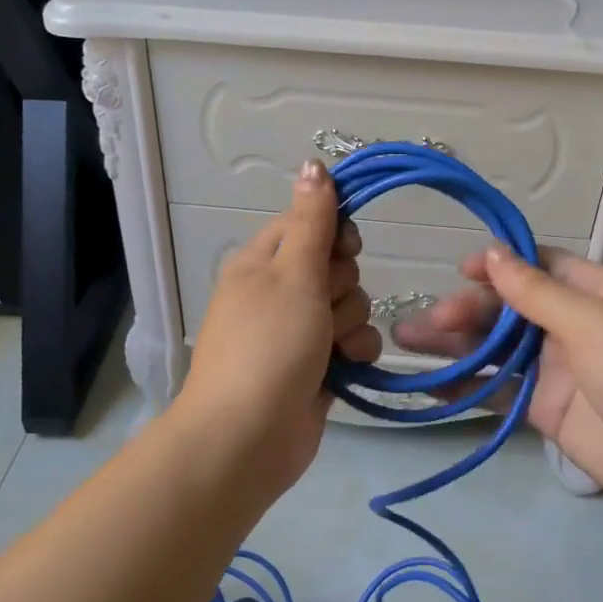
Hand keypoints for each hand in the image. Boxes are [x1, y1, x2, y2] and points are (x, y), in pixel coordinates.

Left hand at [174, 160, 380, 493]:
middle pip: (337, 264)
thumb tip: (313, 163)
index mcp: (263, 261)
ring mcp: (300, 330)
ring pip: (351, 303)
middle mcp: (280, 290)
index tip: (344, 249)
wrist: (248, 438)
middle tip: (322, 307)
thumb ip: (312, 220)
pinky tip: (345, 367)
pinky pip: (354, 341)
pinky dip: (355, 352)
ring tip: (330, 347)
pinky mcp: (318, 365)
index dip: (334, 232)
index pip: (310, 222)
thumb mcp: (292, 274)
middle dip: (341, 285)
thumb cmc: (268, 345)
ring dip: (350, 322)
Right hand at [394, 246, 602, 521]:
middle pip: (509, 307)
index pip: (538, 266)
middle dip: (468, 309)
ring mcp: (556, 369)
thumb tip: (491, 252)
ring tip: (409, 340)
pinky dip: (465, 385)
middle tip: (432, 319)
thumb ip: (538, 293)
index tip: (459, 271)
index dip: (499, 265)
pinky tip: (430, 382)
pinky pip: (498, 389)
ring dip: (455, 343)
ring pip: (495, 347)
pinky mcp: (543, 409)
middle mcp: (571, 325)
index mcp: (595, 293)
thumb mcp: (596, 324)